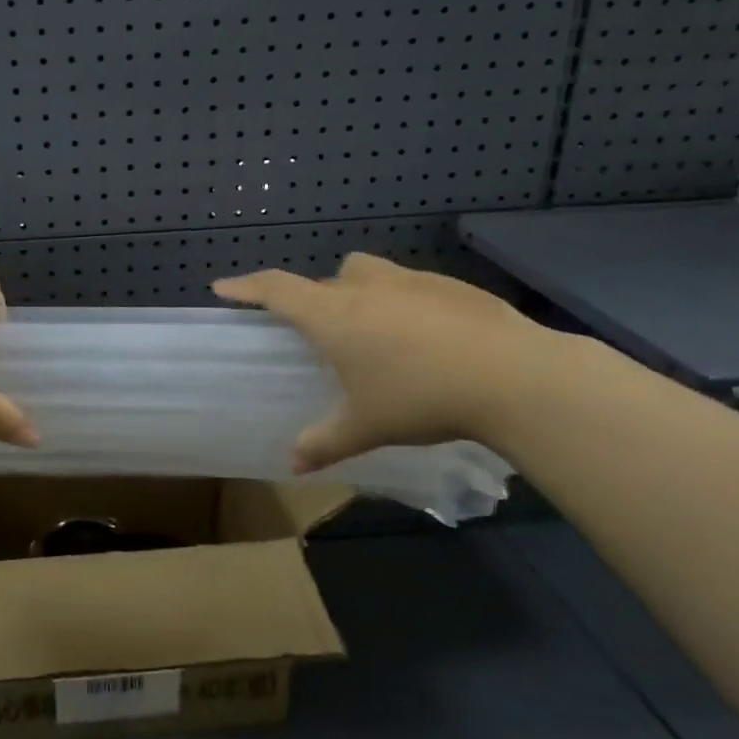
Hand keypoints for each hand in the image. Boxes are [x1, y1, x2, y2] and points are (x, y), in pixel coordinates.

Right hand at [213, 254, 553, 471]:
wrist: (514, 376)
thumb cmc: (420, 397)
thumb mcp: (366, 426)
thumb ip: (324, 442)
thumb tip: (292, 464)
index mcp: (332, 314)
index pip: (275, 289)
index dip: (246, 287)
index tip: (223, 287)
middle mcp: (364, 286)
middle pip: (323, 281)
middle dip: (312, 300)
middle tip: (319, 335)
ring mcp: (410, 281)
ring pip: (366, 274)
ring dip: (357, 293)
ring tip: (375, 334)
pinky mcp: (450, 286)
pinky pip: (409, 287)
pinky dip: (402, 304)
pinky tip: (427, 342)